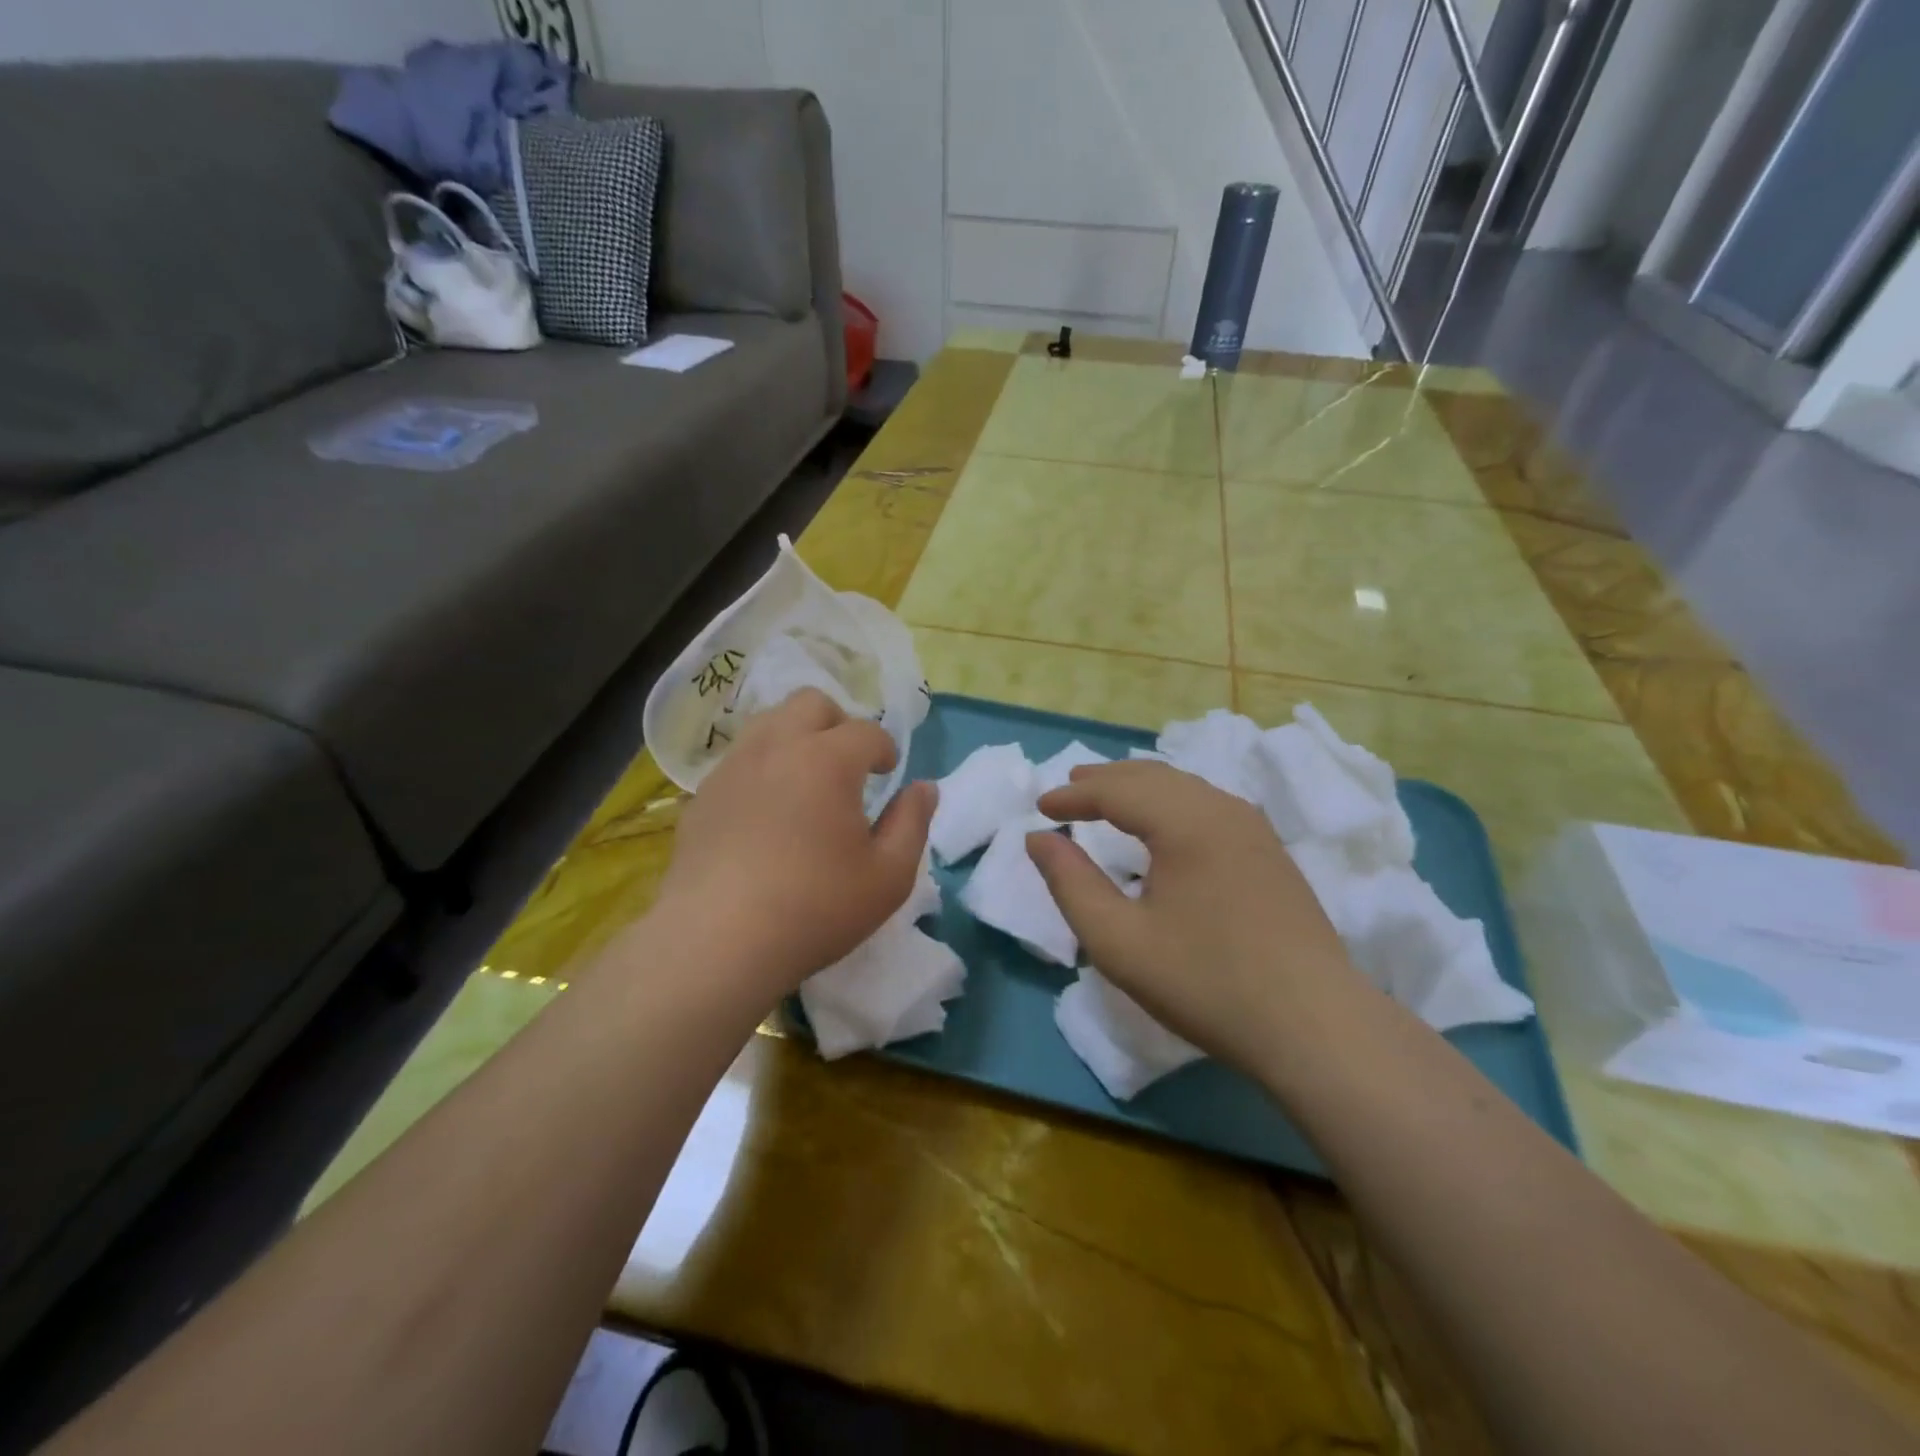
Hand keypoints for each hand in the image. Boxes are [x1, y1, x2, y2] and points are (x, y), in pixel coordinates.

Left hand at [659, 688, 935, 1003]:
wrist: (718, 942)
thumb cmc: (816, 909)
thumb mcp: (889, 876)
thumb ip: (913, 823)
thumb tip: (925, 787)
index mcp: (827, 760)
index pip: (867, 731)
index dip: (885, 749)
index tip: (888, 774)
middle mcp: (777, 748)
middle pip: (811, 702)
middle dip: (838, 724)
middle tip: (847, 767)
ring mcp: (733, 768)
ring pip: (768, 722)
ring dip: (796, 737)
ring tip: (806, 781)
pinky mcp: (702, 795)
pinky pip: (739, 759)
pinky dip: (762, 768)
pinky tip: (765, 813)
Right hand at [1028, 761, 1359, 1075]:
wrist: (1315, 1026)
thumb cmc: (1205, 982)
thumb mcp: (1118, 941)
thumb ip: (1071, 883)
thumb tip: (1039, 838)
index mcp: (1185, 822)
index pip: (1117, 790)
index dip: (1074, 796)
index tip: (1040, 807)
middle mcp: (1222, 809)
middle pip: (1153, 776)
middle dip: (1106, 780)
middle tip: (1069, 788)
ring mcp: (1254, 828)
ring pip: (1185, 787)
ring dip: (1140, 787)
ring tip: (1108, 798)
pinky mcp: (1270, 852)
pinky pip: (1208, 805)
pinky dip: (1171, 802)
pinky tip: (1163, 824)